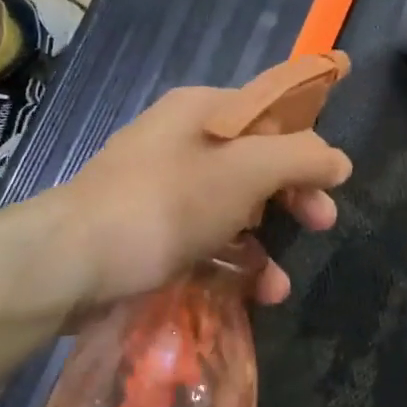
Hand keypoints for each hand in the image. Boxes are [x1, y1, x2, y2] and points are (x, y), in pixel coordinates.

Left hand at [46, 85, 352, 312]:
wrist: (69, 263)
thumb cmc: (165, 204)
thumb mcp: (245, 172)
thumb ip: (300, 158)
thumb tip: (338, 160)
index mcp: (203, 110)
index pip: (271, 112)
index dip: (307, 142)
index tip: (334, 181)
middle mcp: (182, 141)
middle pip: (255, 161)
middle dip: (293, 195)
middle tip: (322, 223)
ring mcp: (162, 189)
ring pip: (232, 208)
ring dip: (265, 243)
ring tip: (279, 285)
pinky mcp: (148, 233)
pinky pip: (204, 241)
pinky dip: (230, 264)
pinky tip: (250, 295)